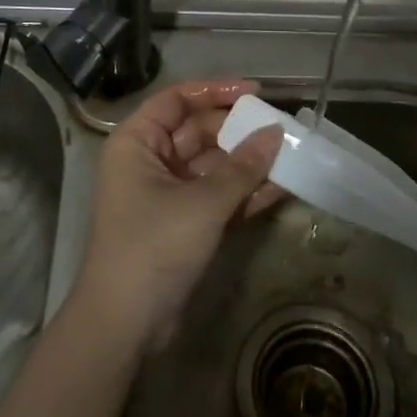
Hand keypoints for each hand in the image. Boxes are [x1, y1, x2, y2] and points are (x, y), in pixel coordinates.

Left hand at [71, 79, 284, 352]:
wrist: (125, 325)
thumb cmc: (154, 246)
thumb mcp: (202, 203)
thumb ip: (242, 167)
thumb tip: (276, 133)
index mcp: (137, 143)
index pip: (176, 100)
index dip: (215, 91)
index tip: (255, 93)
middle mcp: (149, 162)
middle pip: (198, 132)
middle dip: (239, 132)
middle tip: (282, 129)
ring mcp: (167, 195)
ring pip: (212, 166)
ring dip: (248, 164)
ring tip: (291, 155)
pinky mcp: (183, 225)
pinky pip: (217, 197)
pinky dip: (244, 193)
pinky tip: (281, 187)